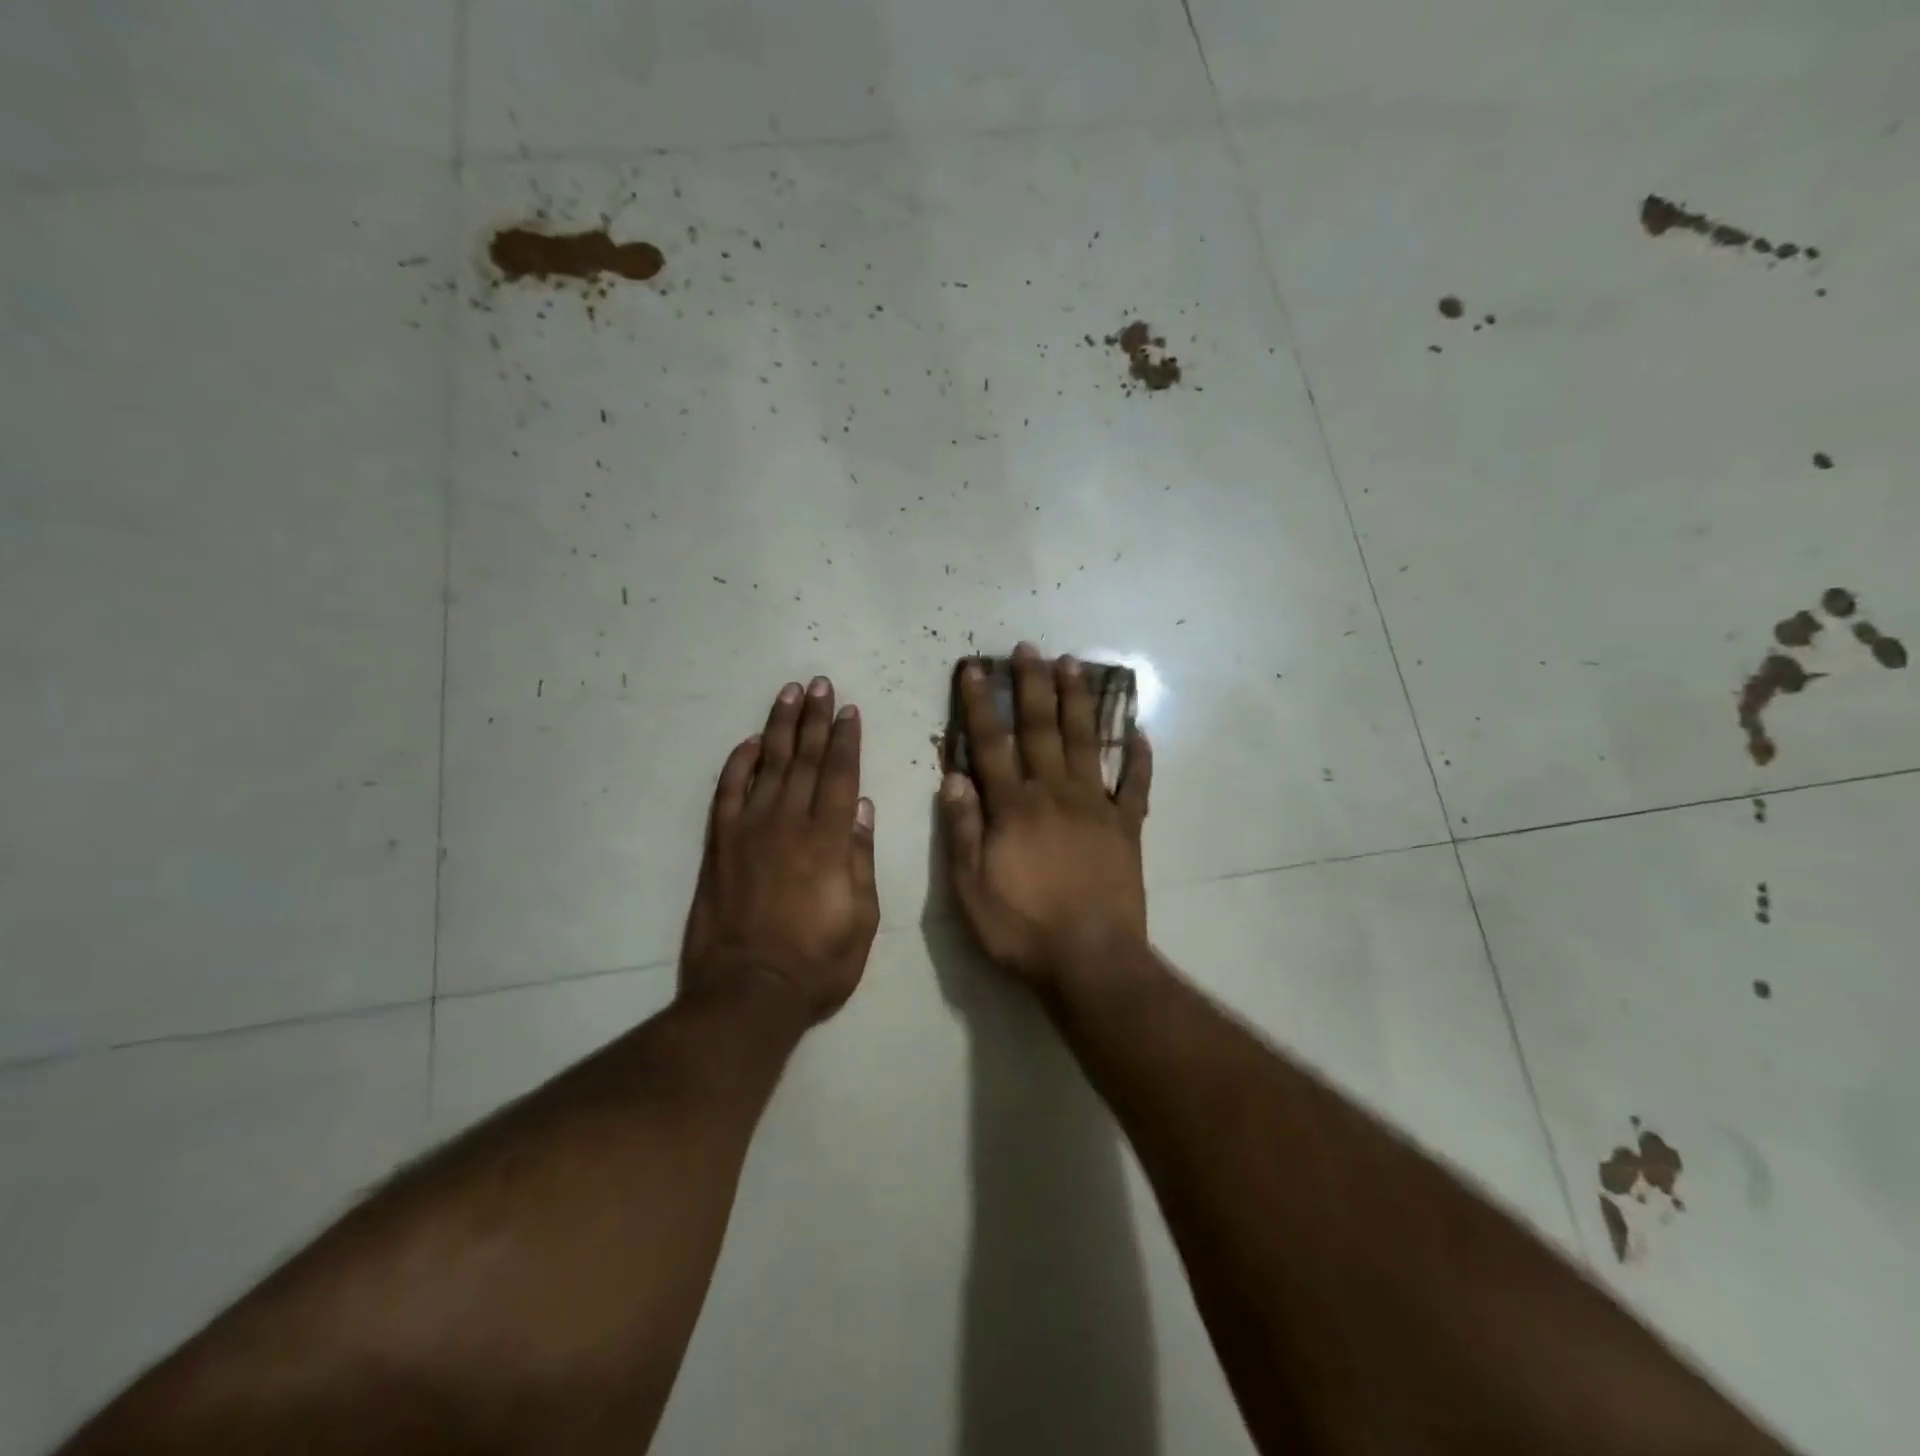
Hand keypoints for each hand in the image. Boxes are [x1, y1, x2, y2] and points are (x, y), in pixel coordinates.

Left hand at [681, 677, 879, 1021]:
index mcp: (829, 840)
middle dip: (815, 719)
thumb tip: (861, 807)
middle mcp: (789, 823)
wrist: (748, 992)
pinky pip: (727, 793)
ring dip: (780, 727)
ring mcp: (749, 831)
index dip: (846, 739)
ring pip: (768, 766)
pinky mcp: (719, 846)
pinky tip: (750, 743)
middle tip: (820, 684)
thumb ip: (860, 858)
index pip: (840, 775)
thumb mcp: (862, 918)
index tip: (849, 710)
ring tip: (790, 694)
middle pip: (805, 760)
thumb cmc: (817, 962)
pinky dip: (738, 764)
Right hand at [940, 644, 1152, 984]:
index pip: (991, 744)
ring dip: (1077, 702)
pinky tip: (1140, 732)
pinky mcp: (1127, 828)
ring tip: (1073, 664)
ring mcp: (1097, 807)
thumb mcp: (970, 888)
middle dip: (1032, 686)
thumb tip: (953, 777)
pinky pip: (1136, 785)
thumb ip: (963, 829)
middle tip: (1029, 648)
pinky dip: (1140, 758)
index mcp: (1014, 807)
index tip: (975, 668)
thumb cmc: (1022, 928)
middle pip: (1041, 729)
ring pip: (1085, 743)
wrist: (1091, 961)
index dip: (980, 705)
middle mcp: (1055, 794)